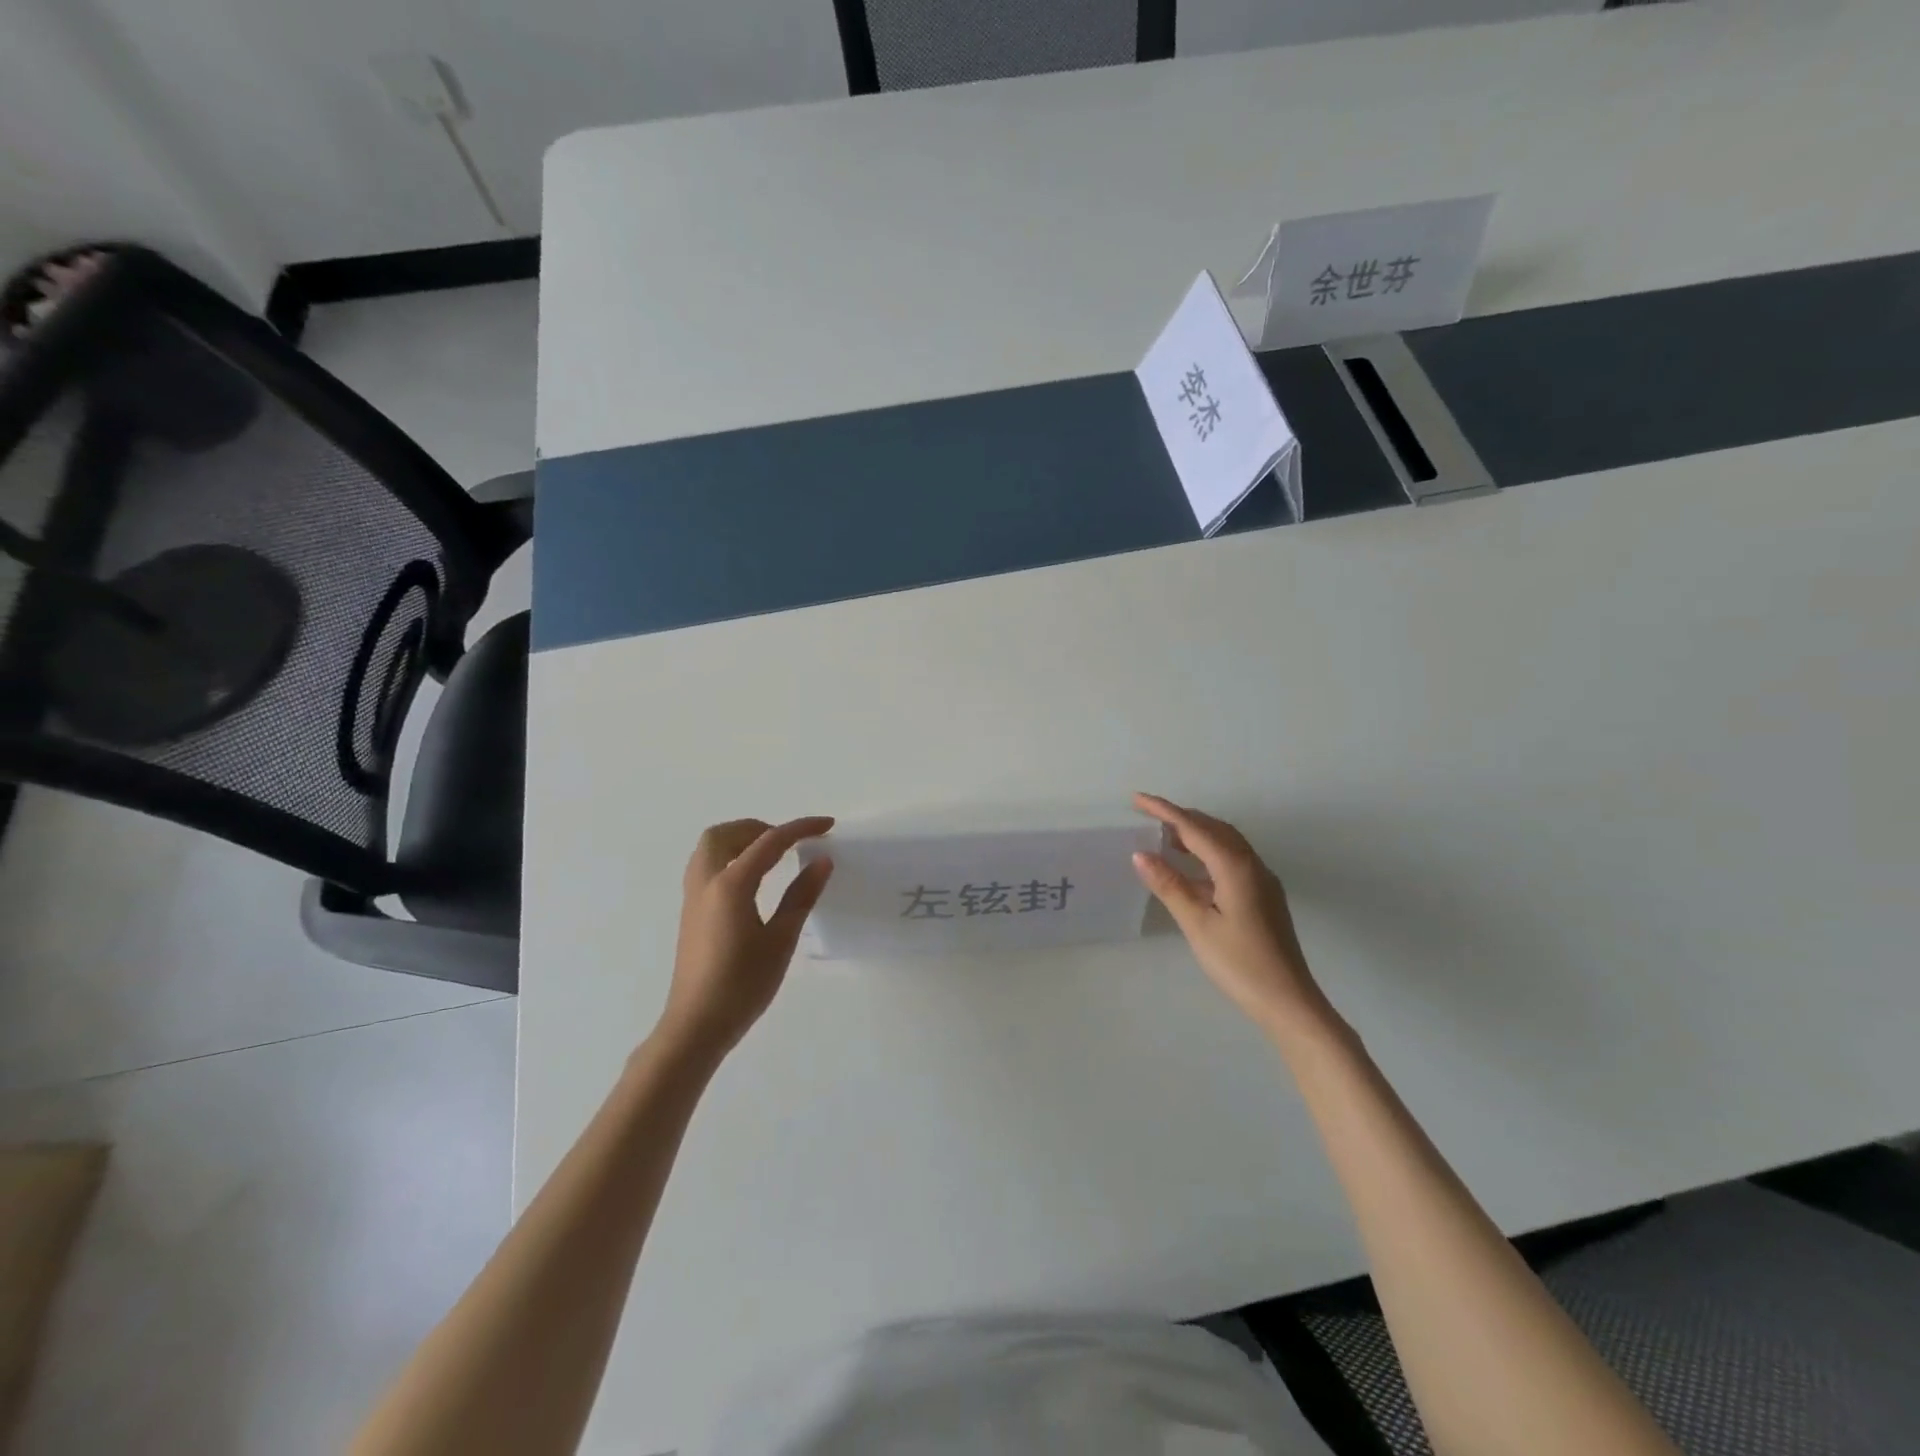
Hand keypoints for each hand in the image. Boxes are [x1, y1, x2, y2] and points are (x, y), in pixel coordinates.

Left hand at [657, 817, 834, 1061]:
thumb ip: (801, 896)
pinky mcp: (691, 912)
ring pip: (710, 848)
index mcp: (731, 885)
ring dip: (740, 840)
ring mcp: (693, 897)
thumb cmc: (742, 985)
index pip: (769, 841)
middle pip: (726, 834)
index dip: (800, 829)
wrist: (696, 1025)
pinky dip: (730, 857)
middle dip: (760, 828)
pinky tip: (752, 880)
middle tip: (790, 843)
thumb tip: (822, 862)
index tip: (828, 825)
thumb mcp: (780, 940)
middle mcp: (706, 882)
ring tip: (772, 856)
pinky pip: (707, 866)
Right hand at [1131, 794, 1335, 1039]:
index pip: (1194, 828)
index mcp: (1235, 867)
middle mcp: (1252, 865)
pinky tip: (1192, 870)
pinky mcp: (1264, 897)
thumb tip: (1142, 854)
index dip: (1164, 811)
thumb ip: (1170, 886)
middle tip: (1148, 815)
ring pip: (1226, 843)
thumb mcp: (1198, 924)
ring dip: (1196, 833)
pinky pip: (1232, 860)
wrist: (1288, 1001)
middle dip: (1181, 817)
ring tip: (1165, 837)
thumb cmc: (1240, 963)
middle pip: (1214, 829)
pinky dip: (1207, 853)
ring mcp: (1262, 881)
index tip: (1137, 799)